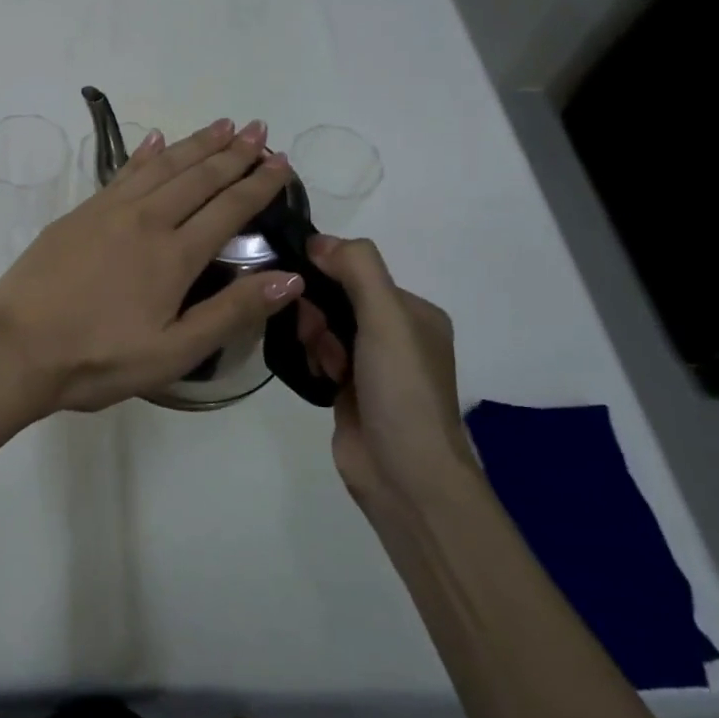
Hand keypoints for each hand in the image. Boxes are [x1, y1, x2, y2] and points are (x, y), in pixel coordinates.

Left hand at [0, 118, 301, 416]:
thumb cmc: (99, 359)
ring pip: (162, 165)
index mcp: (174, 255)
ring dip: (195, 144)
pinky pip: (122, 172)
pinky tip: (157, 140)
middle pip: (198, 177)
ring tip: (223, 125)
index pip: (229, 208)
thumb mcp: (174, 352)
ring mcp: (108, 211)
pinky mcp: (79, 213)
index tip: (282, 161)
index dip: (259, 184)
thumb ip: (231, 313)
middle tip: (259, 129)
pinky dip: (145, 153)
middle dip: (233, 152)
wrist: (17, 348)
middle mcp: (146, 220)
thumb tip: (290, 277)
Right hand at [294, 235, 474, 505]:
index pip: (359, 271)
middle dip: (318, 311)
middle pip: (337, 298)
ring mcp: (371, 366)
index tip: (304, 286)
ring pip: (323, 328)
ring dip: (314, 338)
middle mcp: (395, 335)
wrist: (405, 477)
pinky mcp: (348, 391)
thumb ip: (357, 269)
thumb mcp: (387, 318)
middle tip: (317, 337)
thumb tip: (318, 240)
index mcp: (414, 313)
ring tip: (321, 364)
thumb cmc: (402, 390)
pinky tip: (315, 375)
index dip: (327, 273)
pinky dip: (311, 360)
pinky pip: (318, 356)